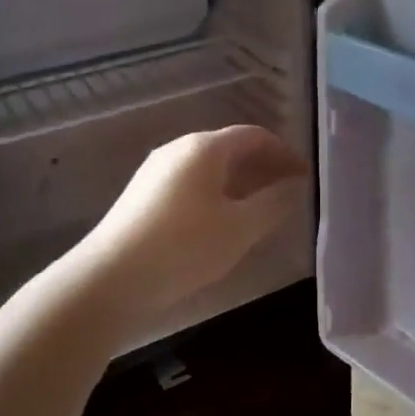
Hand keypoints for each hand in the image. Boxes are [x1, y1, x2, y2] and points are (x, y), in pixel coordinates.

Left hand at [66, 125, 306, 345]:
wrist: (109, 279)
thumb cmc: (184, 247)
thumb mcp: (240, 228)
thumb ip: (274, 203)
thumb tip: (294, 186)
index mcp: (204, 148)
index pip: (254, 136)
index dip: (284, 153)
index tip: (305, 177)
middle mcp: (178, 149)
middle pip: (230, 148)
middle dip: (263, 167)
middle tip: (288, 193)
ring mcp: (156, 171)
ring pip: (209, 167)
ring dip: (240, 182)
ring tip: (260, 210)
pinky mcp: (142, 195)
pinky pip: (191, 183)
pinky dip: (217, 193)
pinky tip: (222, 223)